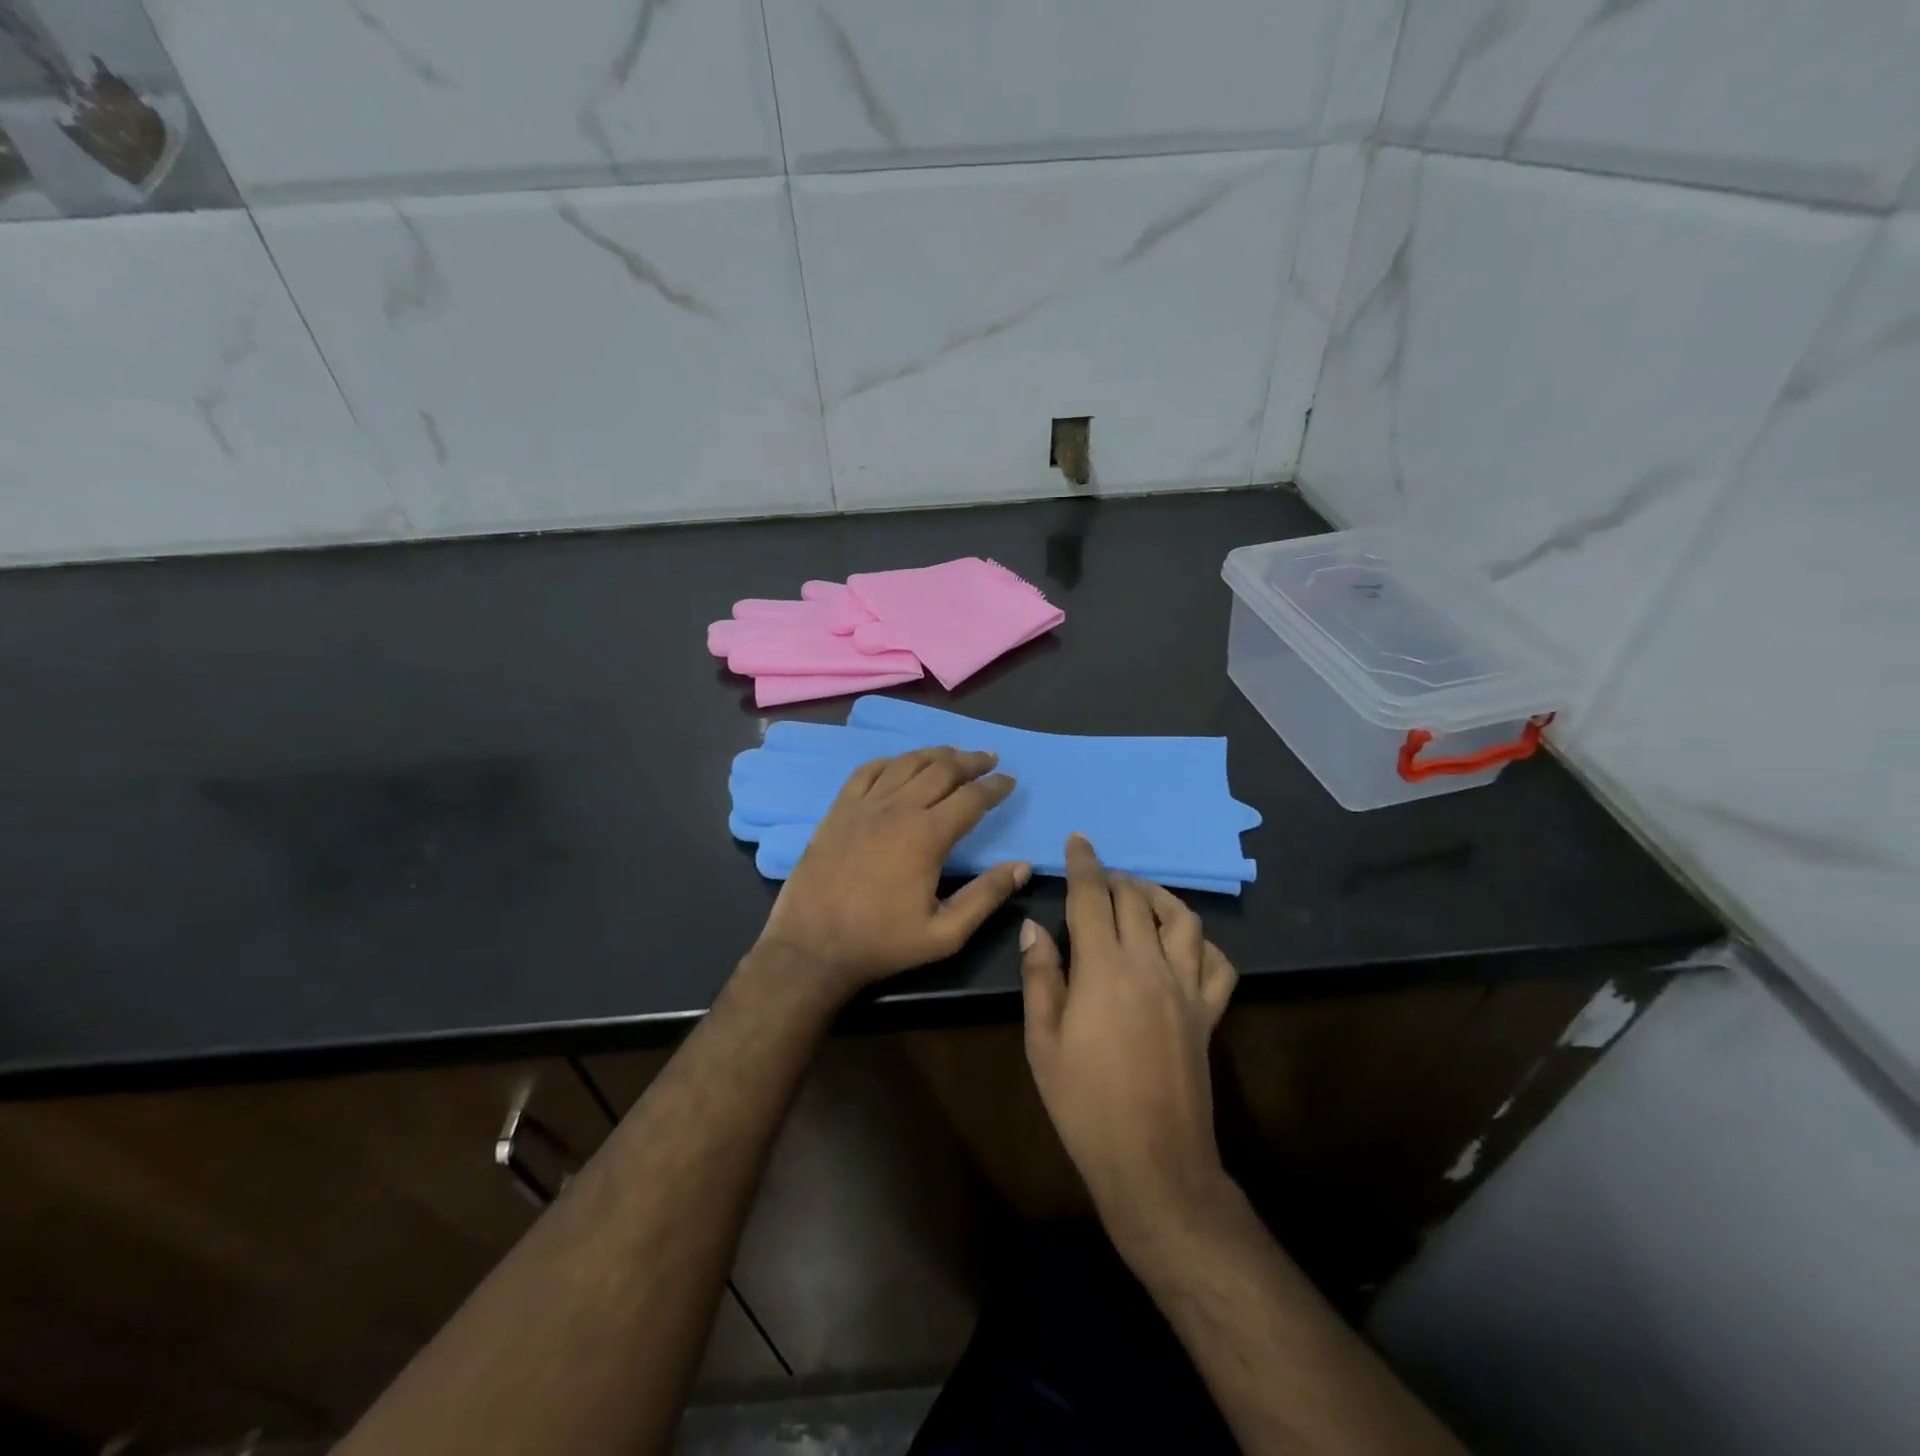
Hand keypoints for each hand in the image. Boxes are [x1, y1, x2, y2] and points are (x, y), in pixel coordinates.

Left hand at [756, 747, 1029, 997]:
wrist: (811, 947)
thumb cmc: (882, 943)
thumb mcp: (945, 933)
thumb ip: (986, 896)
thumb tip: (1022, 866)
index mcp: (927, 835)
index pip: (971, 798)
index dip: (994, 786)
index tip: (1010, 780)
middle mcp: (897, 809)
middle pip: (941, 770)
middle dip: (970, 761)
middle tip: (988, 757)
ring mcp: (864, 806)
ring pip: (906, 764)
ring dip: (934, 755)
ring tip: (953, 753)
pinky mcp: (838, 810)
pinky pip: (867, 772)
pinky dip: (890, 761)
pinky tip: (900, 763)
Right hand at [1020, 835, 1238, 1246]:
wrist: (1153, 1162)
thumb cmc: (1084, 1104)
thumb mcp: (1042, 1042)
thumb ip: (1040, 977)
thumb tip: (1034, 927)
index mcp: (1104, 968)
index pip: (1092, 897)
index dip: (1083, 863)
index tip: (1078, 840)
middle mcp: (1150, 965)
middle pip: (1136, 900)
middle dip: (1114, 877)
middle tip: (1096, 876)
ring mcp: (1187, 987)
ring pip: (1183, 919)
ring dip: (1158, 898)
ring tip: (1138, 897)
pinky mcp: (1209, 1014)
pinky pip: (1218, 963)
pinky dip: (1202, 942)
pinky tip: (1184, 944)